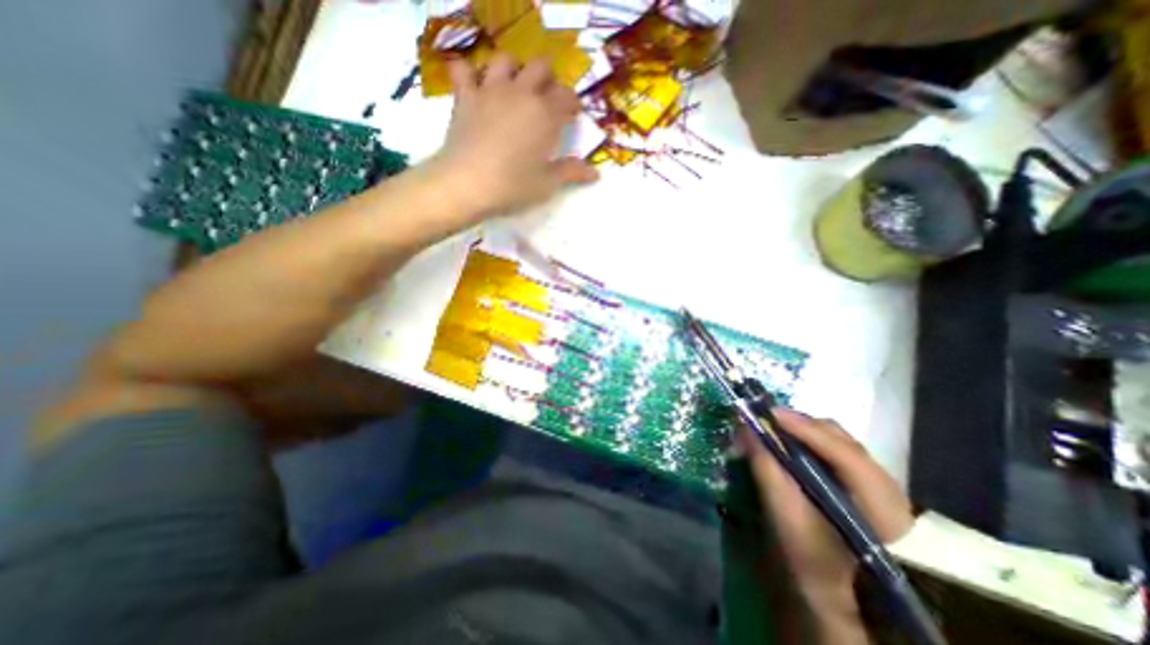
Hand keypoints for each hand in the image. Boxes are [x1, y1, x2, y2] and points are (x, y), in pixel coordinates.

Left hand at [433, 52, 601, 215]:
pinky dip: (469, 74)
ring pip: (506, 60)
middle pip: (541, 67)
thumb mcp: (547, 183)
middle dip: (548, 80)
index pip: (567, 96)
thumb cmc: (514, 186)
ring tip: (514, 89)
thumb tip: (595, 173)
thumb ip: (571, 172)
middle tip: (547, 100)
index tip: (572, 115)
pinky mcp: (465, 96)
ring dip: (514, 70)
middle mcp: (522, 93)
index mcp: (546, 115)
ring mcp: (491, 90)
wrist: (469, 184)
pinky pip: (464, 70)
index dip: (572, 104)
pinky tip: (475, 87)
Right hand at [741, 413, 912, 598]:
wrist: (846, 597)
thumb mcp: (786, 518)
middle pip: (839, 438)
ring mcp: (880, 483)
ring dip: (802, 430)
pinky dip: (808, 441)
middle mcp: (887, 484)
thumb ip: (767, 470)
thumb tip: (744, 429)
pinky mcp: (867, 484)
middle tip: (764, 420)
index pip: (841, 451)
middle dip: (798, 424)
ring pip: (836, 440)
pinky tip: (790, 445)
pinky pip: (834, 449)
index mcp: (879, 502)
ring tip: (773, 429)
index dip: (802, 427)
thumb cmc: (815, 561)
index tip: (767, 413)